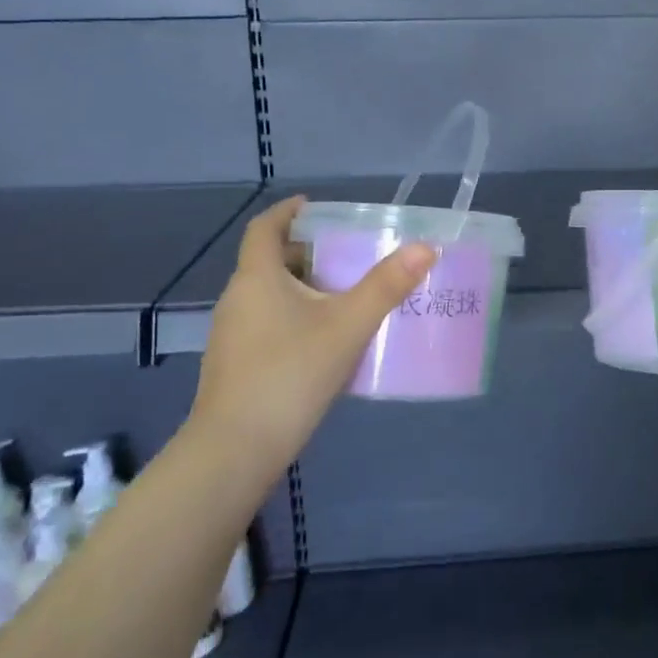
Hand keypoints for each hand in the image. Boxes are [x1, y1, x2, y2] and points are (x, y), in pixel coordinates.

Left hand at [189, 197, 435, 470]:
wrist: (235, 451)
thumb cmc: (290, 375)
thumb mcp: (347, 326)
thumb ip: (386, 286)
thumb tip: (426, 248)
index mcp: (257, 278)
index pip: (265, 228)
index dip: (288, 211)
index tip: (315, 206)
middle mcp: (237, 299)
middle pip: (270, 261)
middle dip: (308, 252)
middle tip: (348, 255)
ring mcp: (231, 335)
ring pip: (270, 295)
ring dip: (303, 287)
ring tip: (346, 296)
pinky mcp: (235, 365)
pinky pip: (267, 323)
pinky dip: (294, 316)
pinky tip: (324, 341)